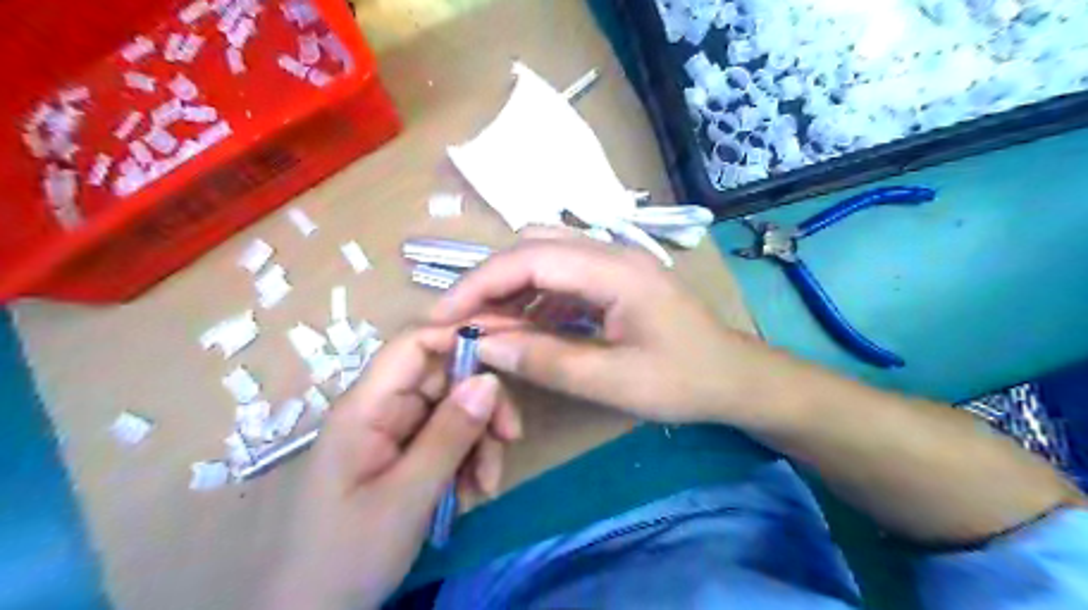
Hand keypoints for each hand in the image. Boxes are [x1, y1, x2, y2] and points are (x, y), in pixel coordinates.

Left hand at [266, 327, 517, 607]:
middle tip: (510, 438)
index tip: (508, 350)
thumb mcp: (406, 497)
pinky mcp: (407, 455)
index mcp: (366, 407)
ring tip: (484, 487)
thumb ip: (450, 435)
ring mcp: (395, 433)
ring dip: (480, 442)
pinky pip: (450, 440)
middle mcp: (382, 409)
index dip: (461, 336)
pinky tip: (472, 496)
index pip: (415, 345)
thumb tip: (490, 379)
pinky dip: (469, 462)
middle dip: (482, 406)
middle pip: (445, 379)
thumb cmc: (346, 557)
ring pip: (454, 411)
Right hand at [429, 234, 766, 423]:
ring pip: (542, 258)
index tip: (443, 314)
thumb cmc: (684, 380)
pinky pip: (559, 277)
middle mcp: (610, 253)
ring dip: (508, 289)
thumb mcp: (614, 382)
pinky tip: (521, 326)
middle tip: (461, 323)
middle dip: (488, 282)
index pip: (530, 259)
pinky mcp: (611, 279)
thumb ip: (547, 361)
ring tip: (485, 328)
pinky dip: (531, 298)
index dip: (479, 283)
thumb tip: (484, 345)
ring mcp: (612, 263)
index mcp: (615, 270)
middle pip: (531, 248)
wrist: (734, 377)